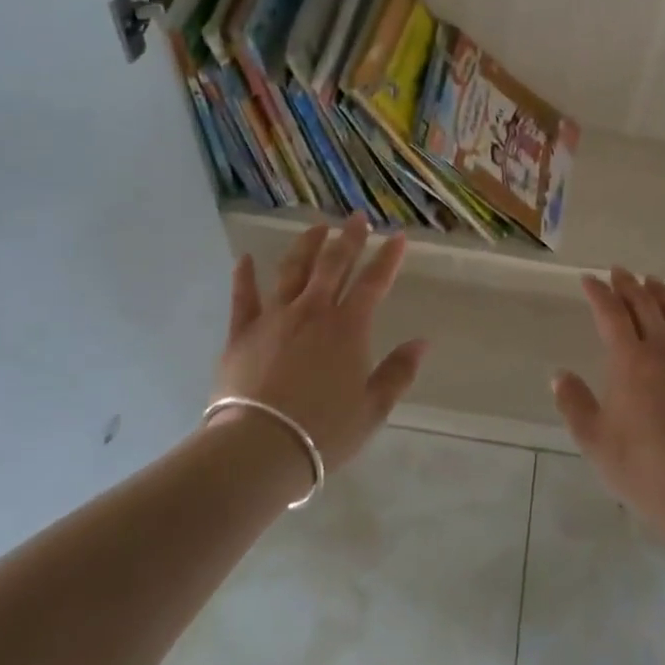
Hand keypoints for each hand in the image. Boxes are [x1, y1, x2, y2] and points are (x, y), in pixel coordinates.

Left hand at [213, 216, 426, 472]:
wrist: (260, 447)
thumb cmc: (323, 432)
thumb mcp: (372, 409)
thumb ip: (397, 373)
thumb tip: (422, 343)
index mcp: (348, 327)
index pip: (373, 282)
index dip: (388, 258)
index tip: (397, 236)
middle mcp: (313, 311)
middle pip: (333, 264)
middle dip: (348, 238)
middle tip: (356, 217)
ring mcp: (275, 317)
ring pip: (292, 270)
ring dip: (306, 245)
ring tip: (316, 227)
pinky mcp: (242, 333)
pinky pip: (243, 297)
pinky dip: (244, 276)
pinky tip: (245, 259)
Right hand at [553, 268, 664, 533]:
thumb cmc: (642, 466)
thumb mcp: (594, 440)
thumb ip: (574, 403)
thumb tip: (561, 375)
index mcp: (629, 360)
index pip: (610, 313)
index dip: (598, 292)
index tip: (589, 279)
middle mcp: (664, 349)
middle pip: (645, 305)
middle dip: (628, 284)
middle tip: (619, 271)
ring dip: (662, 293)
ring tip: (653, 282)